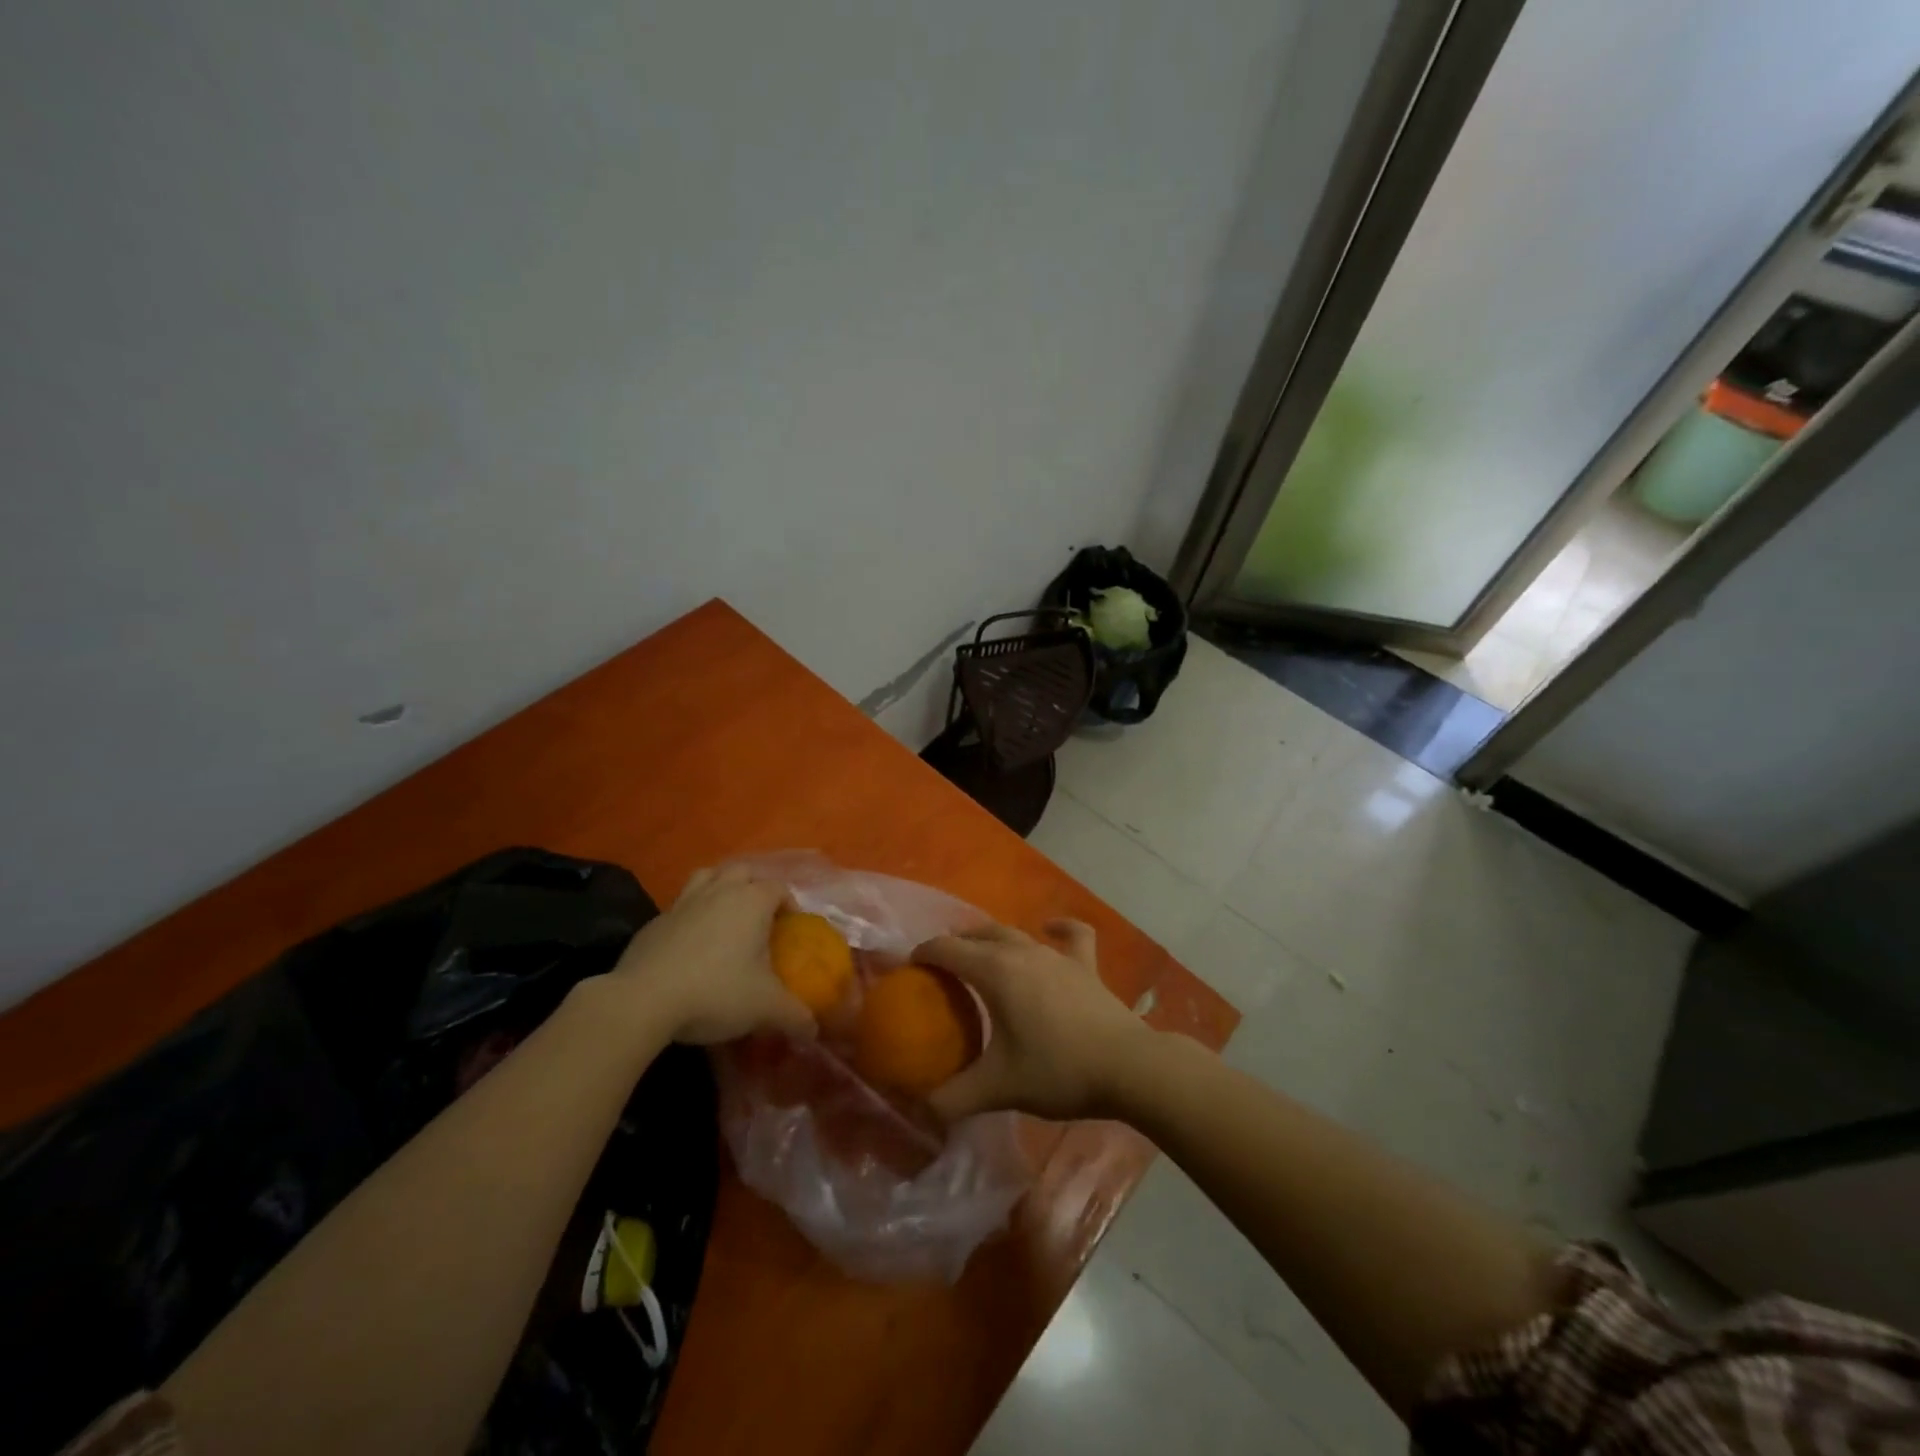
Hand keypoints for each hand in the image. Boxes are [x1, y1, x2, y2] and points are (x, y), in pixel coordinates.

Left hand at [607, 865, 814, 1045]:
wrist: (643, 1000)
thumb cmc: (715, 992)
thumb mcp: (765, 1008)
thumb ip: (795, 1016)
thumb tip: (813, 1030)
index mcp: (752, 902)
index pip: (779, 888)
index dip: (790, 904)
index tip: (792, 928)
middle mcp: (720, 891)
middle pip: (743, 871)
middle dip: (755, 886)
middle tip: (761, 916)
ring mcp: (683, 902)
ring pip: (708, 876)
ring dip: (720, 887)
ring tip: (726, 915)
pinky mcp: (654, 921)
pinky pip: (680, 905)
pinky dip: (691, 914)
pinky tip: (691, 943)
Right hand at [912, 919, 1150, 1121]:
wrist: (1127, 1067)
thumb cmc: (1057, 1070)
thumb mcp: (998, 1088)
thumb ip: (953, 1098)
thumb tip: (920, 1108)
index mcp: (995, 971)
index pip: (947, 949)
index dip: (923, 954)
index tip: (907, 968)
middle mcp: (1022, 951)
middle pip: (979, 933)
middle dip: (955, 943)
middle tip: (940, 967)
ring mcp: (1056, 955)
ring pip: (1015, 933)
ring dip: (992, 939)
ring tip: (980, 954)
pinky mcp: (1085, 966)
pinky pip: (1071, 936)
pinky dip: (1058, 928)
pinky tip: (1050, 929)